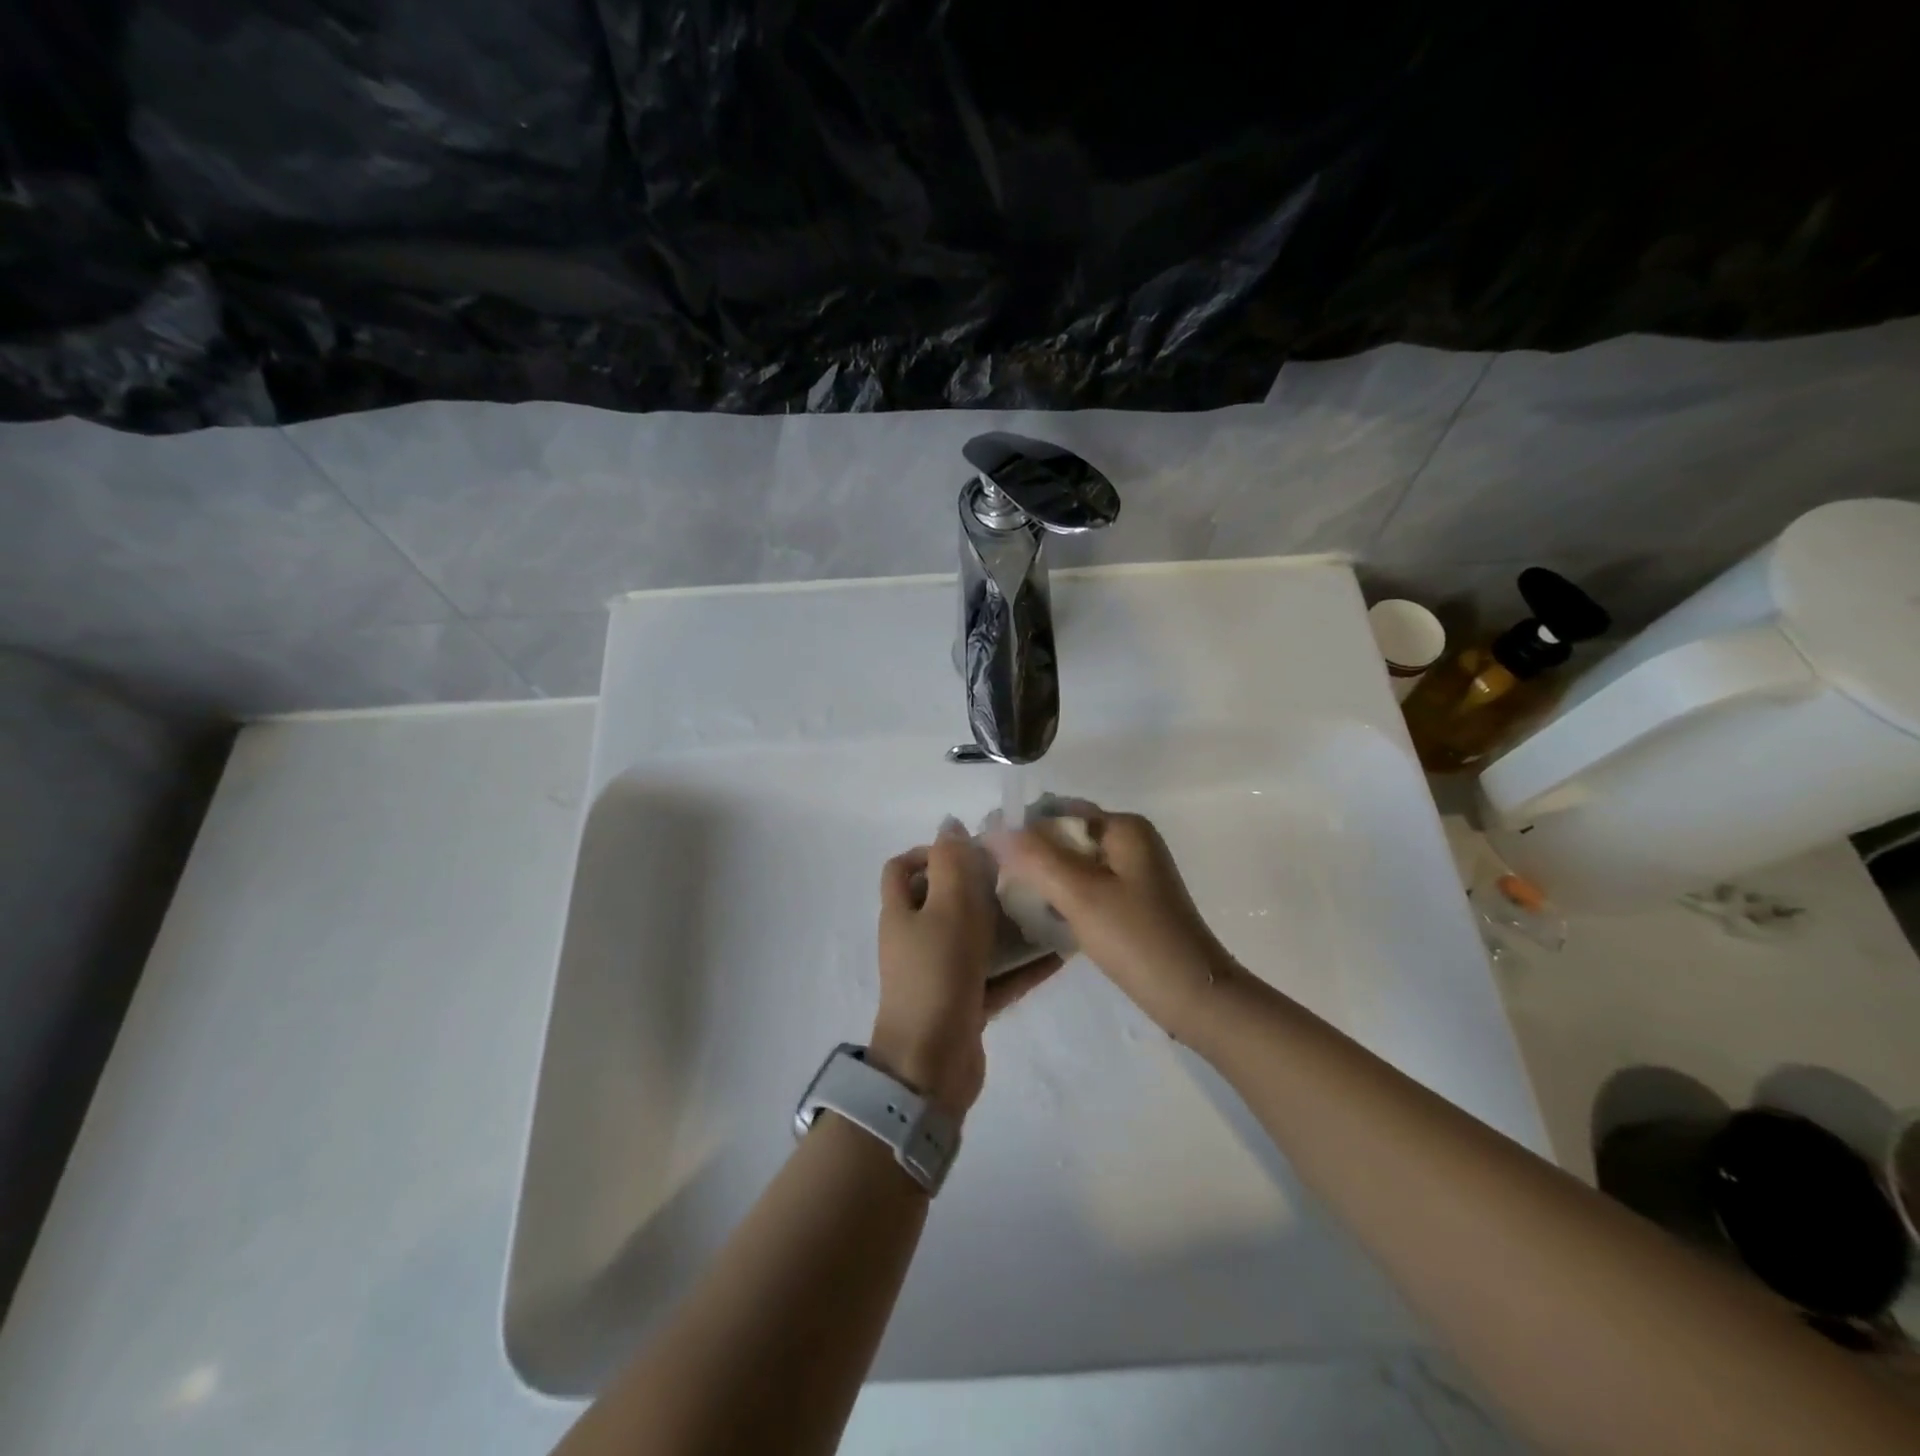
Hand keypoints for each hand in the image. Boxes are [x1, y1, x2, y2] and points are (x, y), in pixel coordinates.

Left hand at [870, 834, 1059, 1118]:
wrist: (929, 1066)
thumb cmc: (936, 974)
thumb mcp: (947, 906)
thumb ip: (952, 862)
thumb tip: (950, 824)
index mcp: (902, 912)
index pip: (904, 867)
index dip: (930, 851)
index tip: (973, 850)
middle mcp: (916, 939)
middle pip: (946, 900)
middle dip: (982, 886)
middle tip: (1022, 878)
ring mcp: (940, 974)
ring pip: (976, 938)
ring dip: (1009, 925)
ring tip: (1049, 911)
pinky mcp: (964, 1004)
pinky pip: (996, 976)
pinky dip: (1022, 966)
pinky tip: (1059, 956)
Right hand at [990, 810, 1234, 1040]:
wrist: (1193, 997)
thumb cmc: (1137, 939)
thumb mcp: (1080, 894)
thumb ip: (1035, 857)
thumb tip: (995, 828)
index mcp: (1123, 828)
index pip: (1058, 812)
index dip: (1021, 830)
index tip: (986, 856)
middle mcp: (1130, 841)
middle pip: (1065, 837)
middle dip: (1030, 855)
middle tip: (994, 882)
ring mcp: (1132, 872)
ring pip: (1072, 864)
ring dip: (1043, 878)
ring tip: (1010, 900)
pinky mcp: (1131, 901)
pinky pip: (1085, 886)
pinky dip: (1062, 896)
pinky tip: (1040, 917)